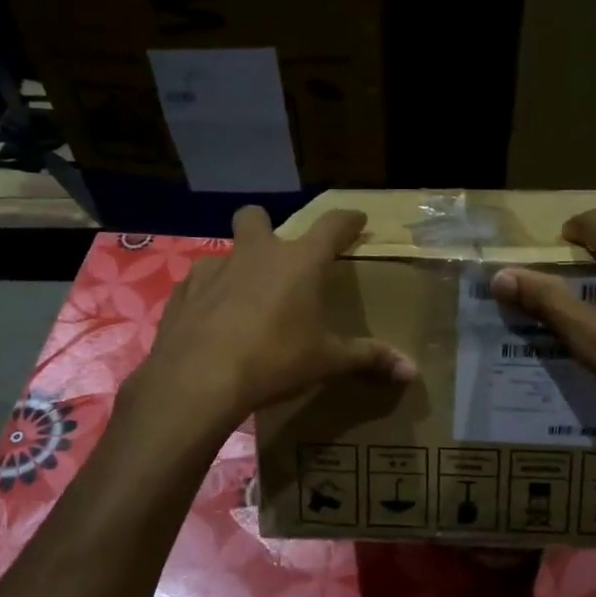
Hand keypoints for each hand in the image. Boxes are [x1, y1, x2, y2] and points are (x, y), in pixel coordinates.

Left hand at [124, 205, 415, 435]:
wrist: (199, 379)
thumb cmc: (274, 361)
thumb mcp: (326, 361)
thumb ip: (368, 359)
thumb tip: (412, 371)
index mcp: (298, 263)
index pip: (331, 226)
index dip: (347, 220)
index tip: (357, 219)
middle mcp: (255, 253)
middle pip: (256, 216)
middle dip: (266, 226)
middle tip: (277, 256)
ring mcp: (213, 269)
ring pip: (226, 251)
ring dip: (236, 267)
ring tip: (244, 301)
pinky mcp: (182, 292)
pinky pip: (199, 283)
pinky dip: (209, 296)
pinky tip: (212, 323)